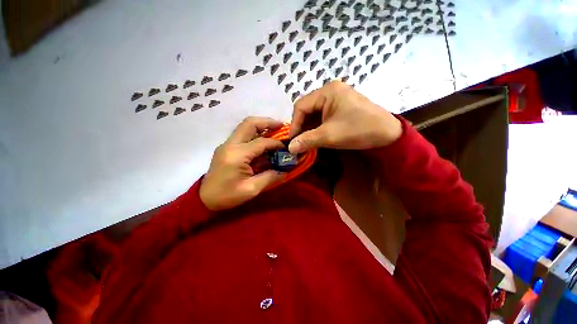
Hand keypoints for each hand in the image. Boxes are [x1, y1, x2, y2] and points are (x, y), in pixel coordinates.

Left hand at [199, 117, 285, 210]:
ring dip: (261, 126)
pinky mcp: (226, 148)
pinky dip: (255, 134)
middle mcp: (230, 145)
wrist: (204, 199)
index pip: (261, 142)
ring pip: (245, 127)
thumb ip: (270, 177)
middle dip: (267, 122)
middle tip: (281, 125)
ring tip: (275, 130)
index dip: (276, 143)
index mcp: (237, 155)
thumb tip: (285, 171)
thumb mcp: (251, 189)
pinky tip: (264, 141)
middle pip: (249, 124)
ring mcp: (227, 145)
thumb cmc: (227, 196)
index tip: (287, 146)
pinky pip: (243, 135)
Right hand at [288, 81, 402, 153]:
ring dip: (309, 128)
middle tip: (299, 141)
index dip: (294, 124)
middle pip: (307, 109)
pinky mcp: (341, 106)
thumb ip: (307, 140)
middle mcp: (330, 91)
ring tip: (307, 141)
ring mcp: (337, 98)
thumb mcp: (329, 136)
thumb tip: (290, 148)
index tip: (292, 140)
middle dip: (302, 126)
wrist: (388, 134)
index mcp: (327, 91)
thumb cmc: (358, 130)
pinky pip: (323, 116)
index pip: (301, 106)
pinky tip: (317, 136)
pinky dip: (318, 127)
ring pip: (315, 113)